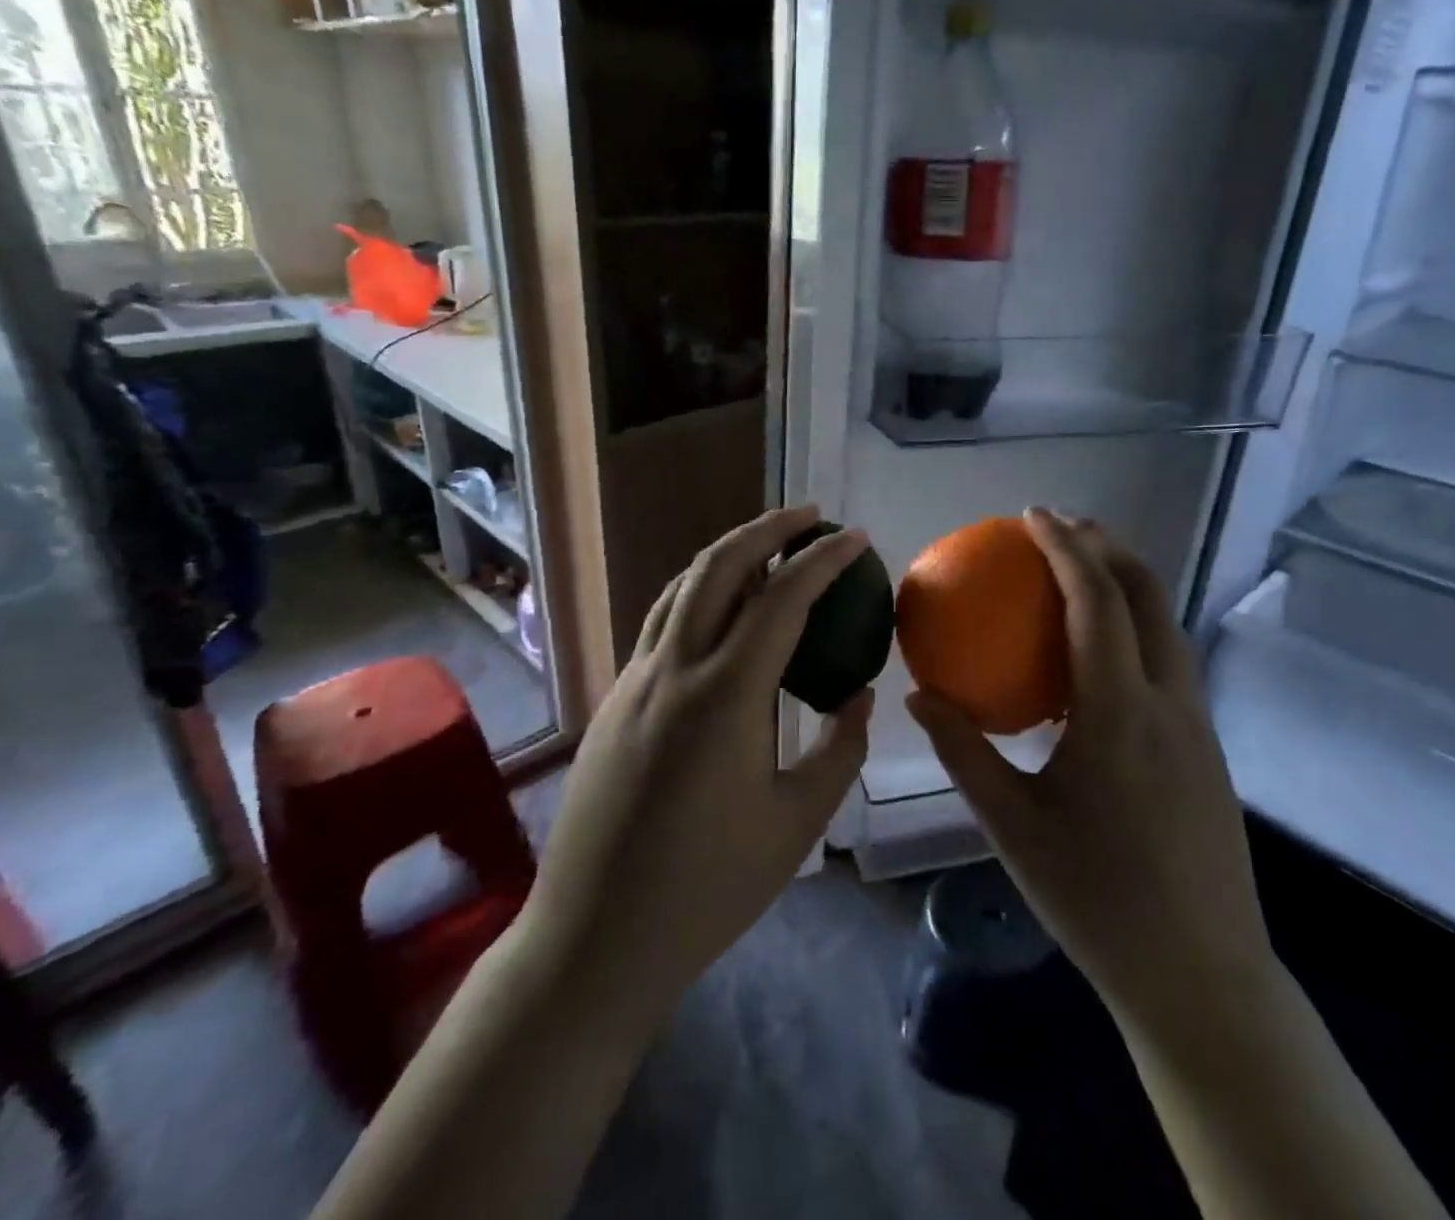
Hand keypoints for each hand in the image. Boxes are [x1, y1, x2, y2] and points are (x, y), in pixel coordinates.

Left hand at [517, 506, 872, 1029]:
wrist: (596, 936)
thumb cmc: (708, 886)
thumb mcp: (797, 821)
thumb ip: (839, 748)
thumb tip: (858, 695)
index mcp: (724, 694)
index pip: (782, 598)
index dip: (823, 560)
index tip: (855, 538)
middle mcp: (673, 668)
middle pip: (718, 567)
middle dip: (767, 529)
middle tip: (809, 516)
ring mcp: (634, 680)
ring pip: (681, 587)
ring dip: (728, 555)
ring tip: (769, 549)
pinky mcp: (614, 699)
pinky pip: (662, 623)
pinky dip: (699, 594)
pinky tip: (723, 614)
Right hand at [908, 508, 1272, 1029]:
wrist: (1200, 973)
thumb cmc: (1096, 899)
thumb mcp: (1012, 826)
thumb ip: (964, 751)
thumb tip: (920, 696)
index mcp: (1119, 713)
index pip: (1096, 602)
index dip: (1066, 548)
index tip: (1032, 516)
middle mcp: (1168, 702)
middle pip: (1147, 595)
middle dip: (1107, 546)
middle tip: (1061, 525)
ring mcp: (1197, 723)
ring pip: (1167, 625)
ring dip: (1127, 582)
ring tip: (1082, 570)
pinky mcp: (1208, 746)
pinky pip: (1169, 660)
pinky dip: (1136, 626)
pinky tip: (1101, 654)